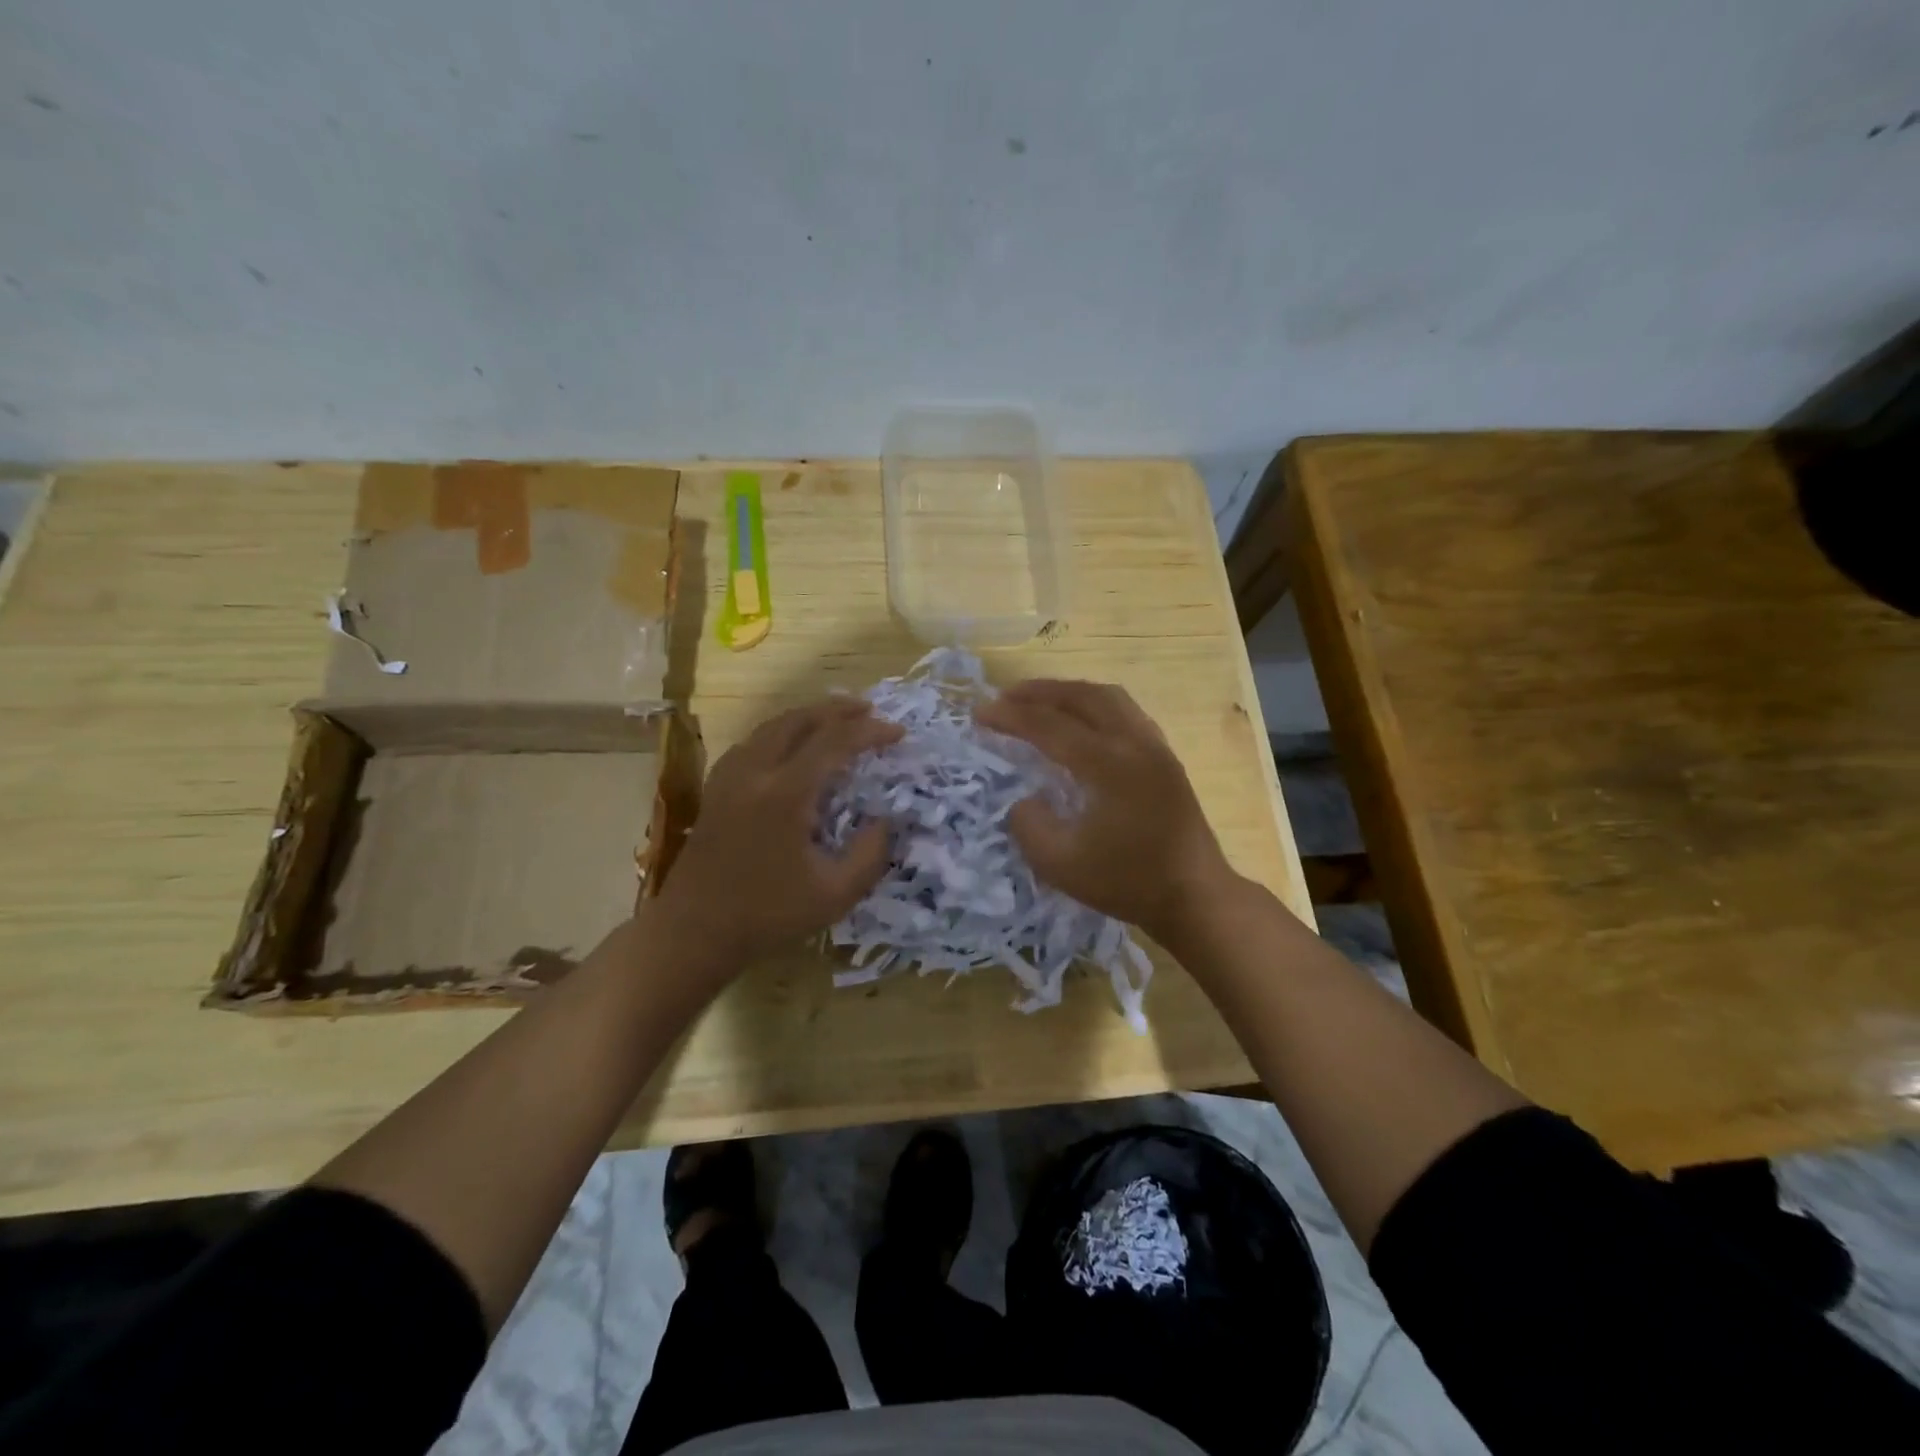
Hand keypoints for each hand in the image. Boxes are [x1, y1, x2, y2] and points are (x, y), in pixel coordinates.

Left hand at [653, 698, 901, 971]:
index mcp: (785, 794)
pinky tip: (793, 744)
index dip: (869, 732)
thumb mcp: (835, 895)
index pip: (834, 743)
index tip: (898, 733)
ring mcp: (729, 777)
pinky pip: (754, 741)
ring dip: (809, 716)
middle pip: (799, 720)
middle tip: (870, 710)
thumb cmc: (768, 916)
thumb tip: (885, 821)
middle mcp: (755, 773)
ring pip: (772, 726)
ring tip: (837, 719)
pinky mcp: (716, 788)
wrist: (694, 931)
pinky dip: (782, 731)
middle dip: (838, 710)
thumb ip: (870, 855)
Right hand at [975, 680, 1233, 944]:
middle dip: (1039, 692)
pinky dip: (1095, 704)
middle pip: (1081, 697)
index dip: (1011, 717)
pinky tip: (1083, 720)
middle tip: (1005, 696)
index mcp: (1108, 764)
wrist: (1195, 897)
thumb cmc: (1128, 883)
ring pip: (1109, 697)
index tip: (979, 713)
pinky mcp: (1166, 758)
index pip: (1049, 726)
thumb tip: (1025, 800)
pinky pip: (1126, 711)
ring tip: (1040, 699)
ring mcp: (1155, 747)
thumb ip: (1030, 826)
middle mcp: (1134, 743)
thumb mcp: (1061, 866)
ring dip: (1069, 692)